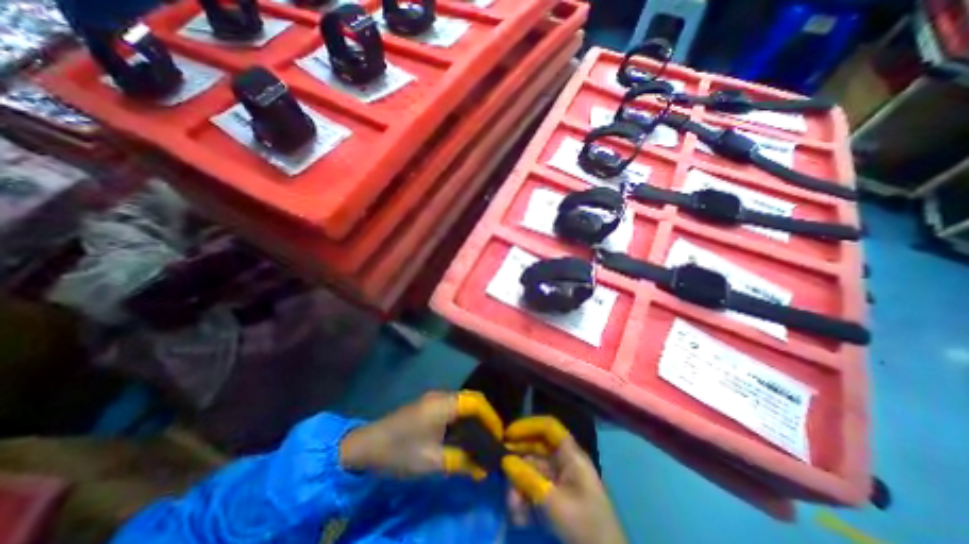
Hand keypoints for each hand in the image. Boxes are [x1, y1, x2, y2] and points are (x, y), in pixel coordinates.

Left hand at [338, 392, 503, 479]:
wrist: (366, 446)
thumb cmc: (400, 452)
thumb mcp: (432, 461)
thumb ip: (461, 462)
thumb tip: (484, 468)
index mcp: (444, 404)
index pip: (476, 403)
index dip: (491, 417)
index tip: (499, 436)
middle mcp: (441, 396)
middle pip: (472, 399)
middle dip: (485, 416)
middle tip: (493, 438)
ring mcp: (434, 399)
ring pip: (463, 402)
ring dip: (474, 417)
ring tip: (482, 438)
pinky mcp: (428, 405)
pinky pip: (453, 406)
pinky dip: (463, 418)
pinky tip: (464, 435)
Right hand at [500, 416, 629, 543]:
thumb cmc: (584, 527)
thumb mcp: (553, 503)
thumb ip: (528, 479)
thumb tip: (505, 460)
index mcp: (570, 455)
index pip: (548, 427)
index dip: (528, 426)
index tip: (508, 435)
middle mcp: (564, 463)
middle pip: (536, 450)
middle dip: (518, 462)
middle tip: (501, 474)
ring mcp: (560, 482)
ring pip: (532, 473)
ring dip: (519, 487)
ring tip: (513, 509)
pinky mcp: (556, 500)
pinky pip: (535, 491)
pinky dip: (525, 501)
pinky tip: (519, 519)